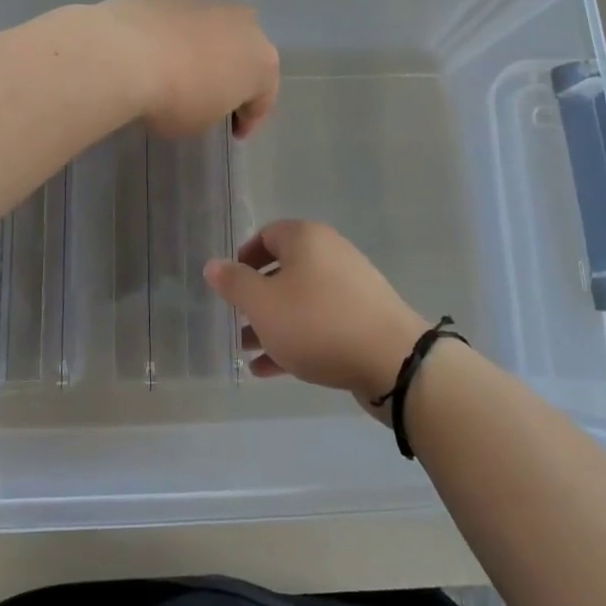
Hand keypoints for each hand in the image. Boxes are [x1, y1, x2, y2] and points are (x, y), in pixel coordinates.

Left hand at [96, 0, 279, 137]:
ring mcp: (208, 5)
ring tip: (181, 74)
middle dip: (232, 76)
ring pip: (214, 34)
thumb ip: (213, 107)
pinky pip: (182, 24)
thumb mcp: (202, 121)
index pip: (263, 98)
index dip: (249, 119)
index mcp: (262, 61)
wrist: (128, 53)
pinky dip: (176, 39)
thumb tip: (202, 95)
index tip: (235, 133)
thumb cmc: (176, 99)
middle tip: (214, 99)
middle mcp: (245, 26)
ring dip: (204, 53)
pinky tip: (156, 56)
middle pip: (244, 55)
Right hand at [204, 221, 427, 406]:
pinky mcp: (364, 318)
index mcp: (306, 239)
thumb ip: (234, 283)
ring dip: (273, 323)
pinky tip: (271, 370)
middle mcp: (330, 253)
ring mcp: (351, 286)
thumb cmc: (317, 323)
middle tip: (236, 323)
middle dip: (256, 298)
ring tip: (248, 351)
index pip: (266, 235)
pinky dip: (296, 339)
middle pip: (284, 270)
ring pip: (301, 300)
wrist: (393, 360)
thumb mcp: (263, 304)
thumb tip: (213, 265)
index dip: (243, 259)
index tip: (229, 286)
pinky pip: (321, 322)